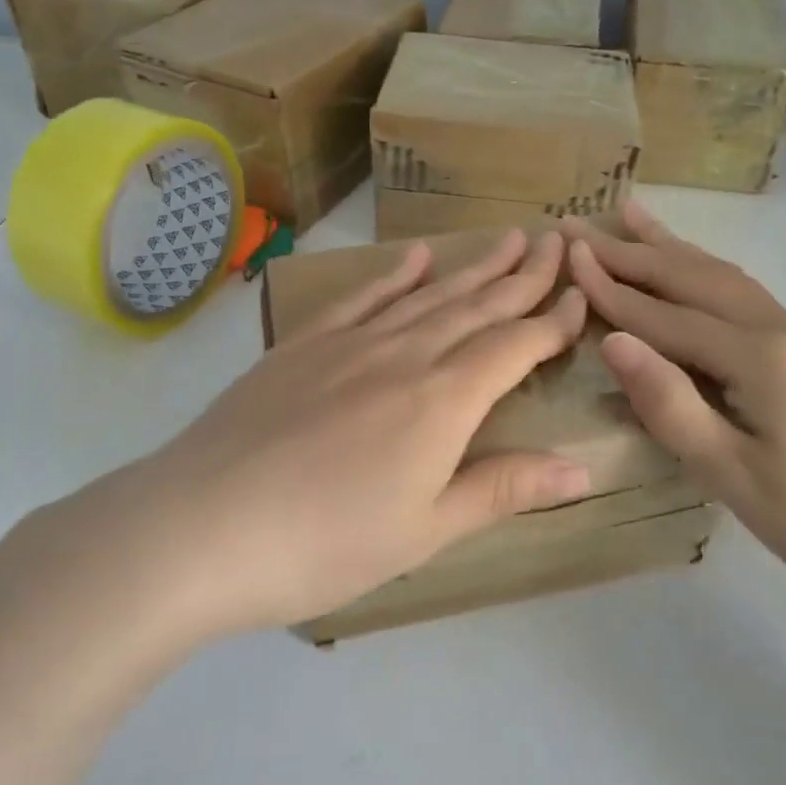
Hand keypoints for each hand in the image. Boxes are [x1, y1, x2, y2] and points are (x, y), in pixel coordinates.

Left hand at [53, 228, 591, 639]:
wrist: (202, 526)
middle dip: (522, 277)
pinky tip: (414, 257)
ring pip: (427, 295)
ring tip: (506, 240)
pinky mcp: (304, 345)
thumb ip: (503, 488)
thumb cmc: (324, 543)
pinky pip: (362, 298)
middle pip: (476, 306)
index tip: (581, 297)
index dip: (553, 323)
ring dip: (471, 267)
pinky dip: (394, 275)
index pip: (514, 347)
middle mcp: (405, 356)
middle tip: (556, 243)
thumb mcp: (425, 530)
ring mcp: (350, 344)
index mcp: (442, 401)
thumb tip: (583, 468)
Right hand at [564, 203, 785, 608]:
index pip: (664, 315)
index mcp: (757, 357)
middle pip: (692, 277)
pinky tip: (694, 267)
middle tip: (580, 222)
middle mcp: (779, 329)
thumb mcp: (733, 475)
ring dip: (671, 247)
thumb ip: (670, 404)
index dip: (611, 288)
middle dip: (631, 250)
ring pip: (722, 277)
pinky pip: (743, 294)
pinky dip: (704, 270)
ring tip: (632, 216)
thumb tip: (614, 341)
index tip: (565, 253)